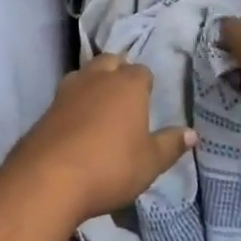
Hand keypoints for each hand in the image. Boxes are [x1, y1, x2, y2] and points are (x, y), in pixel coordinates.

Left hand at [9, 54, 196, 223]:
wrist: (49, 178)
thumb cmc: (110, 166)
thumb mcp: (150, 163)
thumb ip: (170, 145)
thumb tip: (193, 133)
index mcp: (129, 85)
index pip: (142, 72)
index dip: (146, 85)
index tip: (148, 101)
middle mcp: (99, 77)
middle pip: (111, 62)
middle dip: (118, 72)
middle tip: (124, 97)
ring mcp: (69, 89)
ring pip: (86, 73)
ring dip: (94, 83)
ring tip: (100, 106)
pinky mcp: (48, 107)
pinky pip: (67, 95)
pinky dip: (74, 103)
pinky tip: (76, 124)